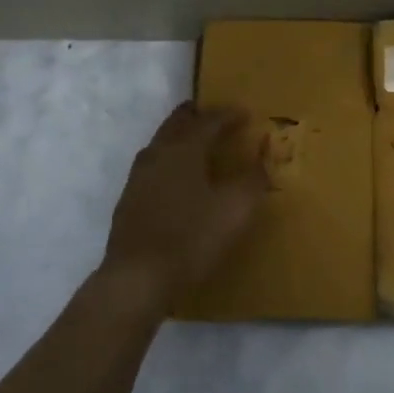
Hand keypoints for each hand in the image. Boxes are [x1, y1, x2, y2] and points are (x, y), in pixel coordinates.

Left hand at [99, 102, 268, 316]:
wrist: (137, 279)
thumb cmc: (191, 238)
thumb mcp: (235, 209)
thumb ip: (253, 179)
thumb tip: (264, 154)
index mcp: (184, 148)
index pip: (209, 120)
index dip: (229, 115)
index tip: (246, 113)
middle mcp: (158, 153)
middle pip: (178, 123)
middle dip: (198, 116)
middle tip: (216, 116)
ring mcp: (139, 176)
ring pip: (162, 142)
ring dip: (181, 136)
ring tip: (198, 143)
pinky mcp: (129, 199)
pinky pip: (153, 164)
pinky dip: (169, 159)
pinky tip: (176, 177)